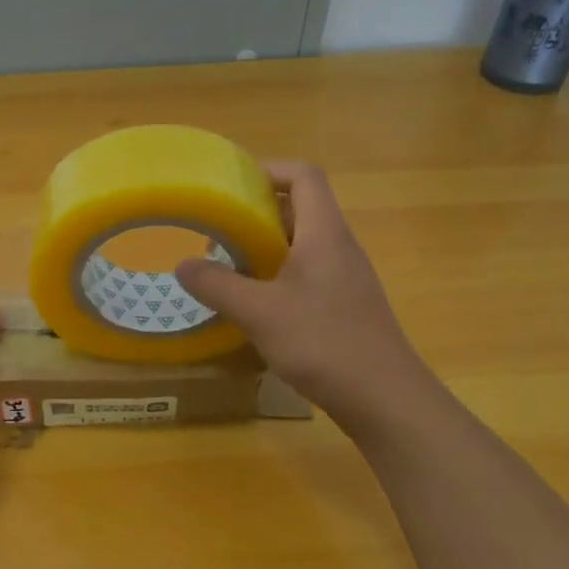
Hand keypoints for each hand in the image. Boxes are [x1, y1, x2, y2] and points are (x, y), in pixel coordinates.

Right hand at [175, 161, 437, 429]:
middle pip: (300, 208)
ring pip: (302, 243)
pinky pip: (307, 272)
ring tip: (228, 266)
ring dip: (265, 246)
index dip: (270, 170)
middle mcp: (339, 247)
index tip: (232, 183)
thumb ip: (217, 285)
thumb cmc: (323, 343)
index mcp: (324, 234)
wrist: (385, 399)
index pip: (305, 176)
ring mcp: (345, 277)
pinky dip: (277, 274)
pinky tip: (255, 303)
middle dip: (257, 212)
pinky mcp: (345, 304)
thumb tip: (183, 265)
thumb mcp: (259, 312)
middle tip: (219, 229)